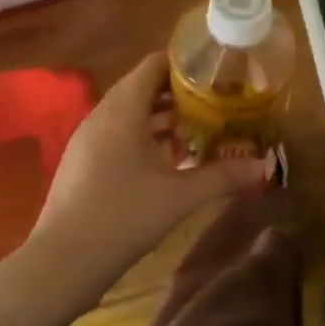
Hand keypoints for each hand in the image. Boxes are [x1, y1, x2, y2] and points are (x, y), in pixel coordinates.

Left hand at [22, 53, 272, 301]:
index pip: (152, 66)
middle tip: (216, 100)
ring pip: (130, 114)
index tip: (215, 68)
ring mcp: (87, 141)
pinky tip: (169, 162)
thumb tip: (263, 166)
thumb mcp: (180, 196)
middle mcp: (102, 117)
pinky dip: (144, 138)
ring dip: (162, 118)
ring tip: (199, 129)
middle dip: (179, 92)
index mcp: (122, 111)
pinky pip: (118, 135)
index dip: (183, 62)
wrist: (62, 263)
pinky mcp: (82, 164)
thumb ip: (222, 176)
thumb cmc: (122, 216)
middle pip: (142, 88)